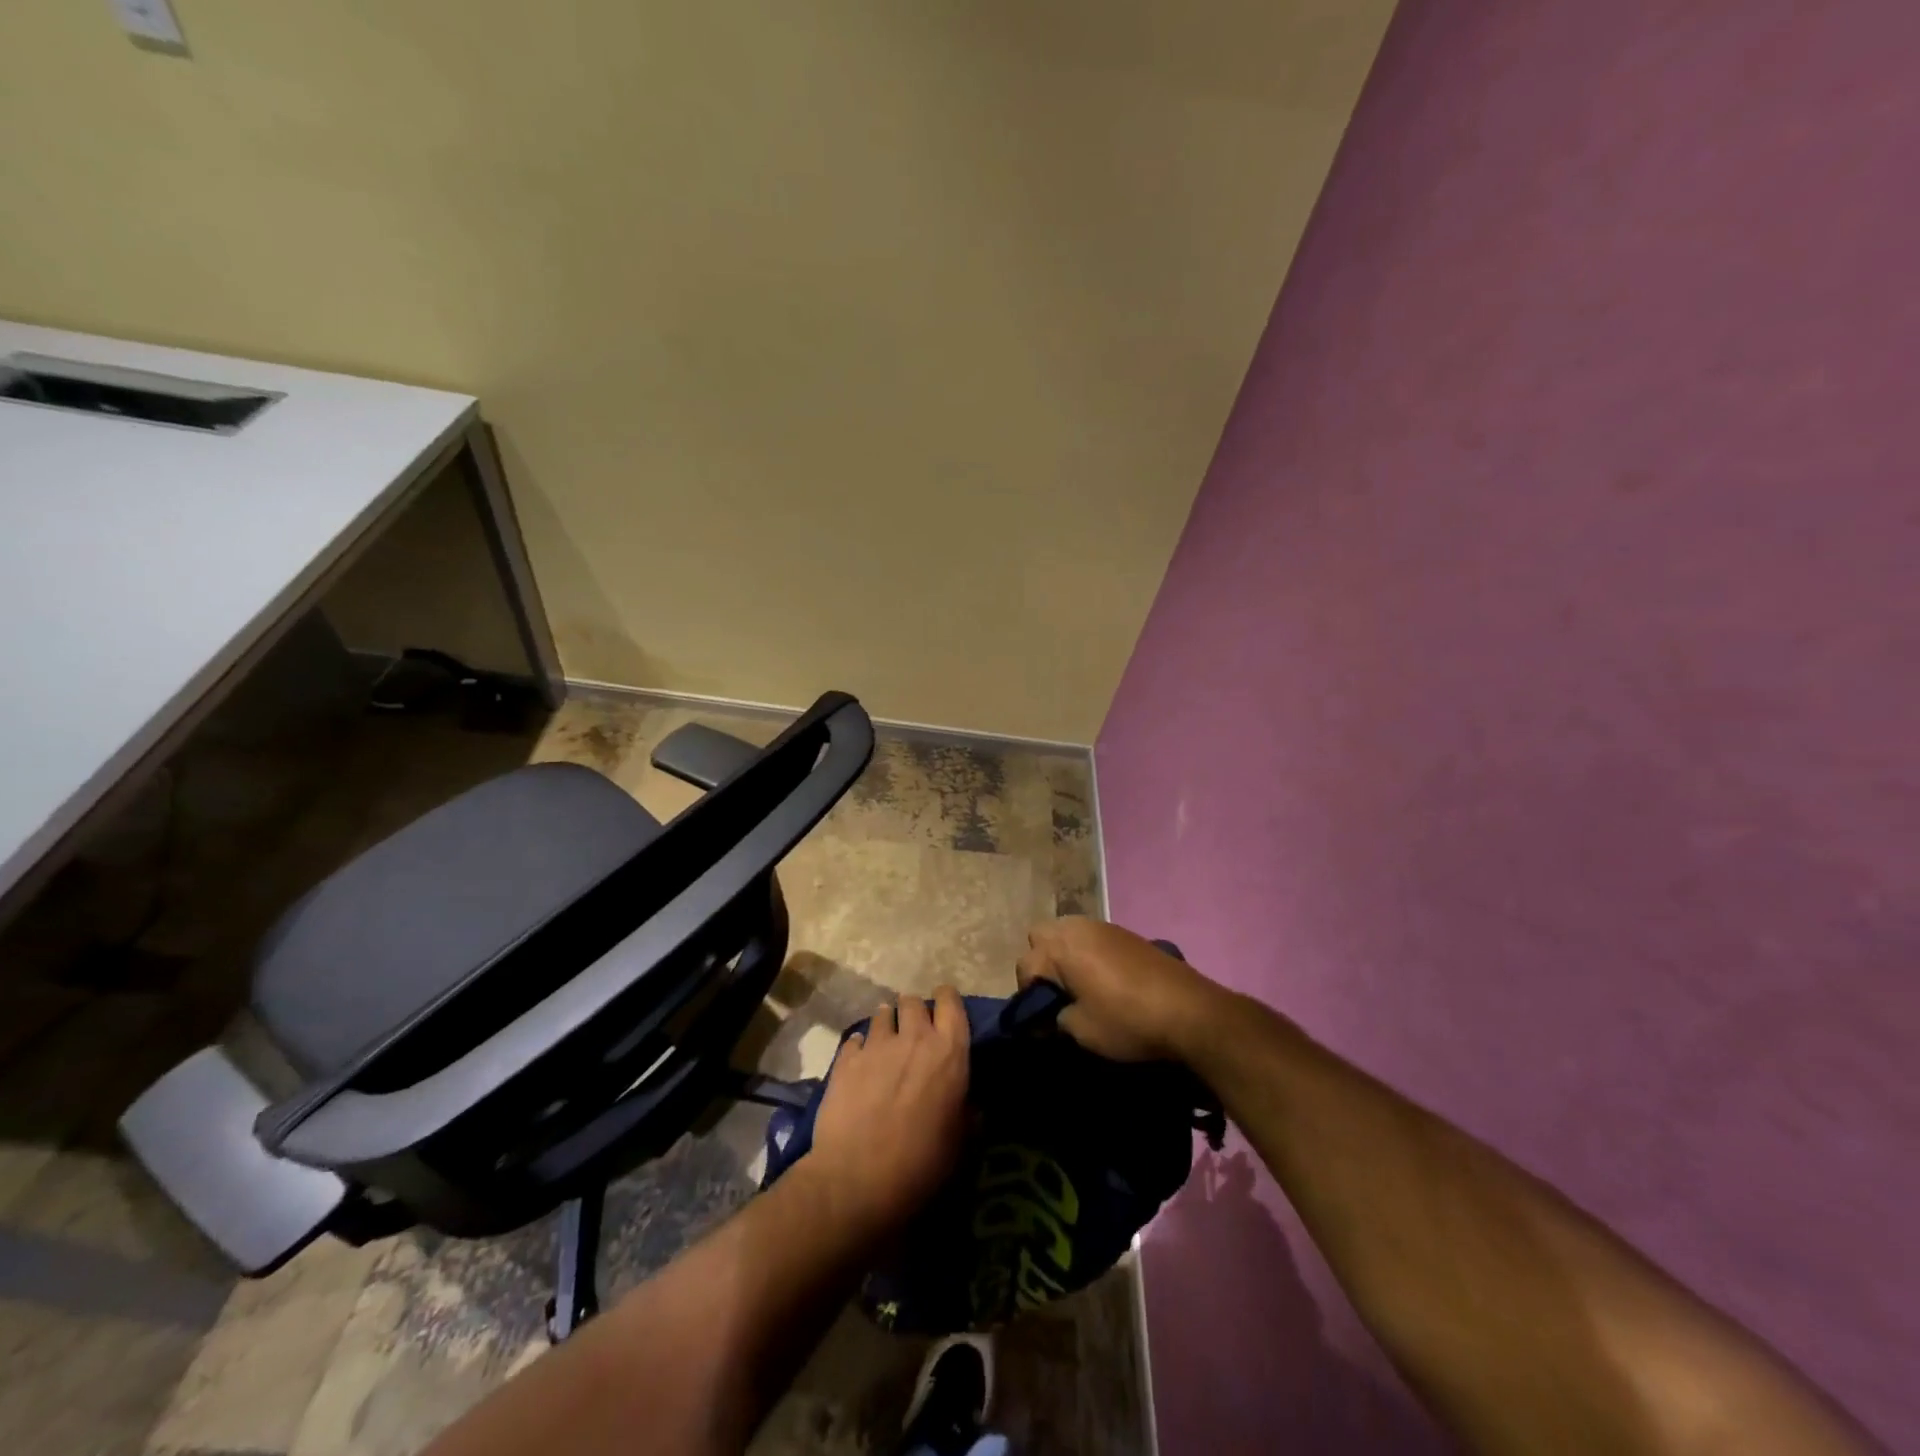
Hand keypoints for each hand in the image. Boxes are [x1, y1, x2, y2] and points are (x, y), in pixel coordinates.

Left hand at [806, 986, 970, 1232]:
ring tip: (886, 1042)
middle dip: (914, 1010)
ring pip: (882, 1013)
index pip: (951, 1002)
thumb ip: (968, 1112)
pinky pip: (854, 1039)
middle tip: (914, 1031)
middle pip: (912, 1001)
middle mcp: (913, 1037)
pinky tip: (860, 1063)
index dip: (947, 1000)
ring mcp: (875, 1045)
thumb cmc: (922, 1164)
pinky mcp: (845, 1060)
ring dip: (887, 1023)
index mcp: (949, 1051)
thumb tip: (970, 1102)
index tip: (945, 1010)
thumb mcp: (962, 1143)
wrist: (858, 1181)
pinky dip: (860, 1047)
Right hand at [1017, 917, 1229, 1062]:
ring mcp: (1102, 926)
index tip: (1041, 1022)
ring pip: (1066, 931)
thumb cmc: (1126, 1020)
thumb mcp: (1081, 1030)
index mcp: (1059, 948)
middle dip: (1042, 962)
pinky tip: (1103, 979)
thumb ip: (1055, 1019)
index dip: (1028, 996)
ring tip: (1079, 986)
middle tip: (1057, 994)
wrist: (1188, 1010)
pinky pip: (1091, 936)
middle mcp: (1076, 928)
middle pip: (1041, 936)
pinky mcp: (1124, 933)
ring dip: (1064, 954)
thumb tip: (1047, 1018)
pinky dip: (1087, 953)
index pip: (1025, 966)